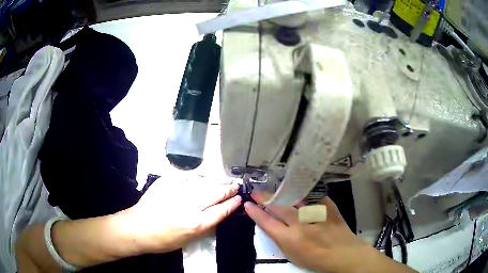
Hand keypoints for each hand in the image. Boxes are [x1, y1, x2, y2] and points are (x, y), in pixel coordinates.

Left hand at [121, 177, 241, 253]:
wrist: (138, 228)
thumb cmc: (163, 240)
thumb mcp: (188, 240)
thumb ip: (204, 226)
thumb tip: (217, 213)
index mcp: (195, 224)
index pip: (220, 211)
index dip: (231, 204)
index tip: (239, 198)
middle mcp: (189, 206)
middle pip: (215, 194)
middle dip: (228, 189)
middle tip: (236, 186)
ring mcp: (177, 192)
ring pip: (203, 183)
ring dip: (216, 181)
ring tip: (225, 180)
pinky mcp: (166, 183)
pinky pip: (187, 178)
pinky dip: (199, 178)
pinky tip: (205, 177)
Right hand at [244, 191, 415, 272]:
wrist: (344, 254)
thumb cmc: (315, 260)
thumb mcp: (292, 255)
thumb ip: (280, 239)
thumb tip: (271, 224)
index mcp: (289, 238)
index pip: (267, 222)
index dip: (255, 212)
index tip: (248, 204)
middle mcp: (300, 223)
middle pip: (279, 206)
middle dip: (265, 198)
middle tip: (256, 191)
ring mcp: (315, 213)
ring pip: (294, 197)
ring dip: (282, 192)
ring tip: (274, 187)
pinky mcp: (328, 206)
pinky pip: (313, 196)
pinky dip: (303, 193)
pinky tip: (298, 188)